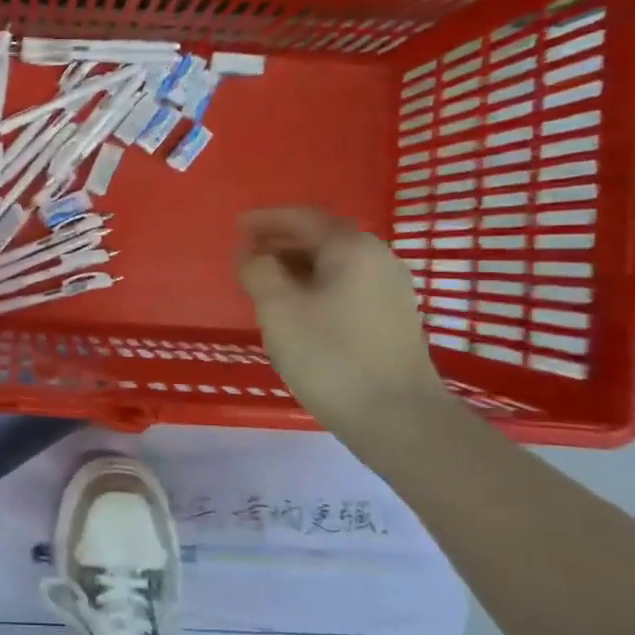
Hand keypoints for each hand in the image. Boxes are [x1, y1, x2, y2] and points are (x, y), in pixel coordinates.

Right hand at [235, 207, 445, 430]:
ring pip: (333, 263)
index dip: (266, 219)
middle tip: (245, 254)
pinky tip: (295, 307)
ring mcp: (389, 288)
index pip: (303, 217)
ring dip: (295, 264)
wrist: (397, 416)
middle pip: (321, 237)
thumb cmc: (330, 356)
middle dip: (280, 241)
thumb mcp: (279, 310)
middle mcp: (377, 258)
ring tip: (263, 281)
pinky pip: (344, 284)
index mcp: (351, 248)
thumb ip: (259, 272)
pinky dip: (314, 284)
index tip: (237, 226)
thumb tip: (252, 254)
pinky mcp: (391, 316)